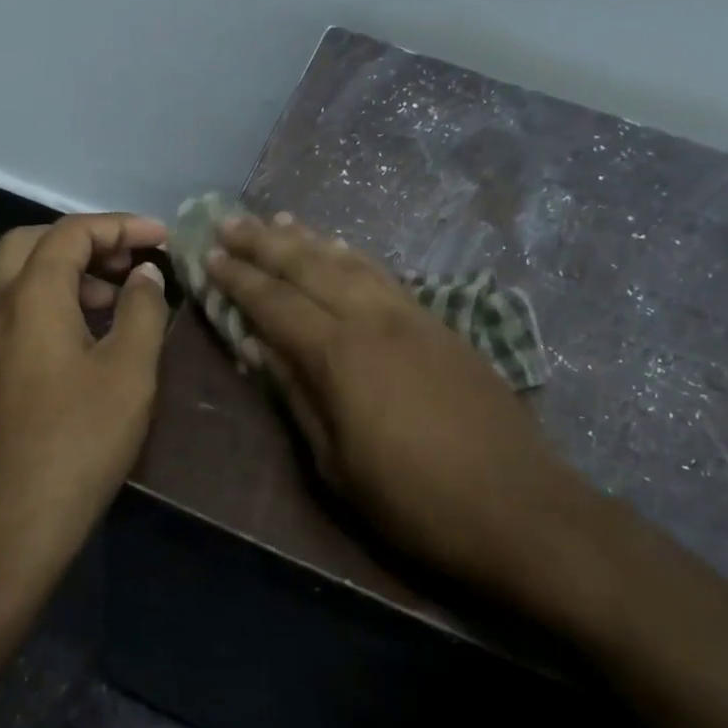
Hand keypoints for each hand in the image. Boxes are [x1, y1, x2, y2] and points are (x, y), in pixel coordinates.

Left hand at [0, 213, 170, 583]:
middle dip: (85, 240)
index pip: (72, 232)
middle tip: (128, 262)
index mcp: (30, 295)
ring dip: (65, 271)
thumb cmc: (74, 444)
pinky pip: (12, 309)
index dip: (121, 226)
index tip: (162, 238)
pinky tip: (83, 338)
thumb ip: (143, 311)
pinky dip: (48, 301)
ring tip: (113, 298)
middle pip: (33, 242)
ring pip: (18, 276)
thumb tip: (145, 275)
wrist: (0, 531)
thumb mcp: (128, 373)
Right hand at [207, 215, 606, 619]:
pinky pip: (383, 274)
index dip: (238, 278)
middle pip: (307, 266)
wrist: (518, 507)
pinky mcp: (438, 322)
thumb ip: (297, 397)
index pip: (274, 303)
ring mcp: (409, 315)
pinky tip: (340, 250)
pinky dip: (352, 256)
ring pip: (347, 261)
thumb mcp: (336, 464)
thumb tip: (261, 350)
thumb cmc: (414, 501)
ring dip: (308, 239)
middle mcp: (370, 318)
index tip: (208, 254)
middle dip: (264, 242)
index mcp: (338, 354)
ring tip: (279, 220)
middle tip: (230, 220)